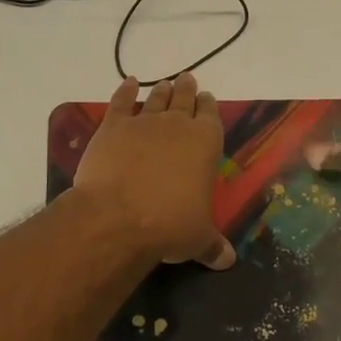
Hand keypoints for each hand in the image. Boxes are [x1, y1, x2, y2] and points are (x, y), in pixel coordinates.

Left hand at [71, 73, 235, 270]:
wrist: (118, 216)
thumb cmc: (169, 225)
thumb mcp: (198, 239)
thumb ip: (213, 245)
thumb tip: (227, 261)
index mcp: (205, 144)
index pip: (211, 116)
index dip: (209, 106)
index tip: (206, 98)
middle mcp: (177, 125)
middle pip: (184, 99)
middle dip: (187, 89)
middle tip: (187, 79)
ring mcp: (144, 122)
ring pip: (157, 98)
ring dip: (162, 90)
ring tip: (165, 83)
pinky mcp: (113, 126)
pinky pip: (121, 101)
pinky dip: (125, 90)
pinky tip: (128, 83)